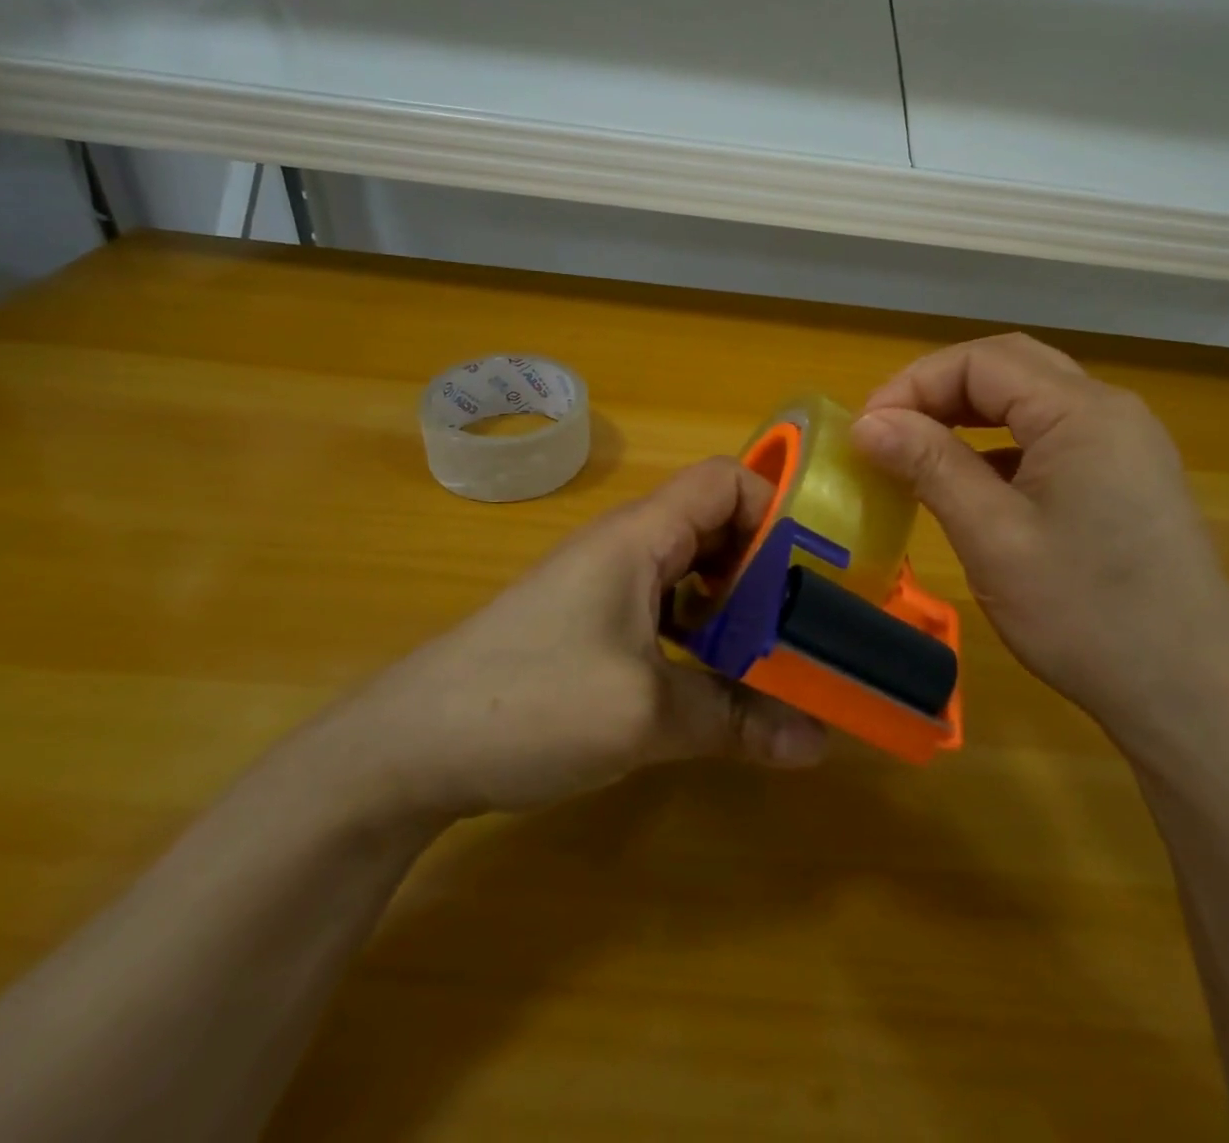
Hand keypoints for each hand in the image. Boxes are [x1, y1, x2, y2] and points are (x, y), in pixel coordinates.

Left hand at [333, 458, 827, 823]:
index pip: (724, 481)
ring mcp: (602, 587)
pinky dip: (698, 632)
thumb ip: (736, 720)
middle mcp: (624, 548)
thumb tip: (819, 746)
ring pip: (689, 572)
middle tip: (808, 619)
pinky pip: (662, 609)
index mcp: (639, 537)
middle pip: (713, 526)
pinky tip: (713, 679)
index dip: (775, 507)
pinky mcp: (588, 626)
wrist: (409, 747)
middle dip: (766, 566)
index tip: (815, 565)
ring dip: (733, 605)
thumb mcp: (645, 715)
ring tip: (774, 653)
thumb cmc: (531, 703)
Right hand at [850, 333, 1228, 762]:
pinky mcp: (1130, 478)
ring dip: (971, 413)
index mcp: (1082, 412)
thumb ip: (929, 465)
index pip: (980, 361)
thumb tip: (866, 422)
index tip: (867, 431)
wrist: (1192, 697)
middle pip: (1010, 367)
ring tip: (922, 450)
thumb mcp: (992, 537)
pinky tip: (978, 484)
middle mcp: (1112, 411)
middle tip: (890, 431)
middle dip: (940, 389)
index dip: (913, 384)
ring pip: (1033, 399)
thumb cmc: (1085, 615)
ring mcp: (1128, 444)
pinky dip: (1004, 443)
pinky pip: (1055, 436)